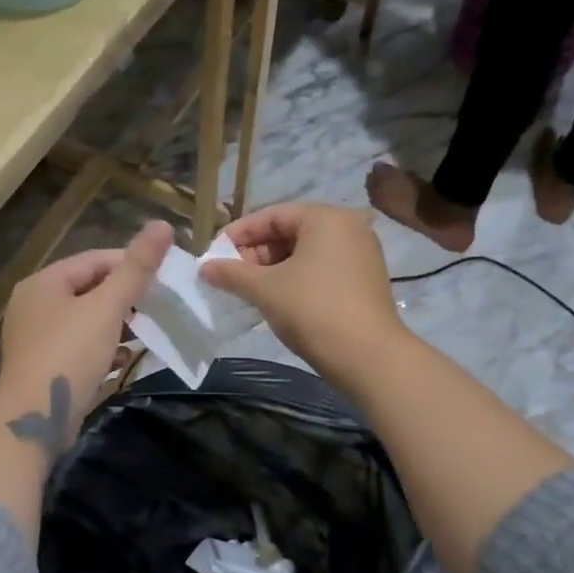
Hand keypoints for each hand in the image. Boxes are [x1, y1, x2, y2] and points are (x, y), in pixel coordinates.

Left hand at [0, 220, 173, 456]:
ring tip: (146, 331)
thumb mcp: (107, 307)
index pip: (95, 260)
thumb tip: (163, 224)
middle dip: (126, 298)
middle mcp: (34, 304)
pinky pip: (79, 346)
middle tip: (159, 307)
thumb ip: (137, 268)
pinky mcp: (44, 366)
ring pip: (86, 320)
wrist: (34, 418)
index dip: (132, 265)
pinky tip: (124, 358)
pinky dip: (103, 347)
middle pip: (90, 289)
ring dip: (117, 324)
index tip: (164, 279)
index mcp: (44, 282)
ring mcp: (36, 337)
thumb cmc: (70, 354)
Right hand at [200, 203, 407, 383]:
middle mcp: (348, 228)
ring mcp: (361, 255)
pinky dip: (296, 279)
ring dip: (274, 269)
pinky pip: (322, 270)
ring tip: (249, 290)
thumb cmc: (313, 310)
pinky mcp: (365, 281)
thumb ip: (232, 273)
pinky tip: (277, 300)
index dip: (239, 234)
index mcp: (325, 218)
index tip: (214, 254)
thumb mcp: (265, 289)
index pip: (272, 215)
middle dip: (256, 253)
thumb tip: (205, 267)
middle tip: (230, 276)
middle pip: (290, 232)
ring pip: (306, 253)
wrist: (369, 357)